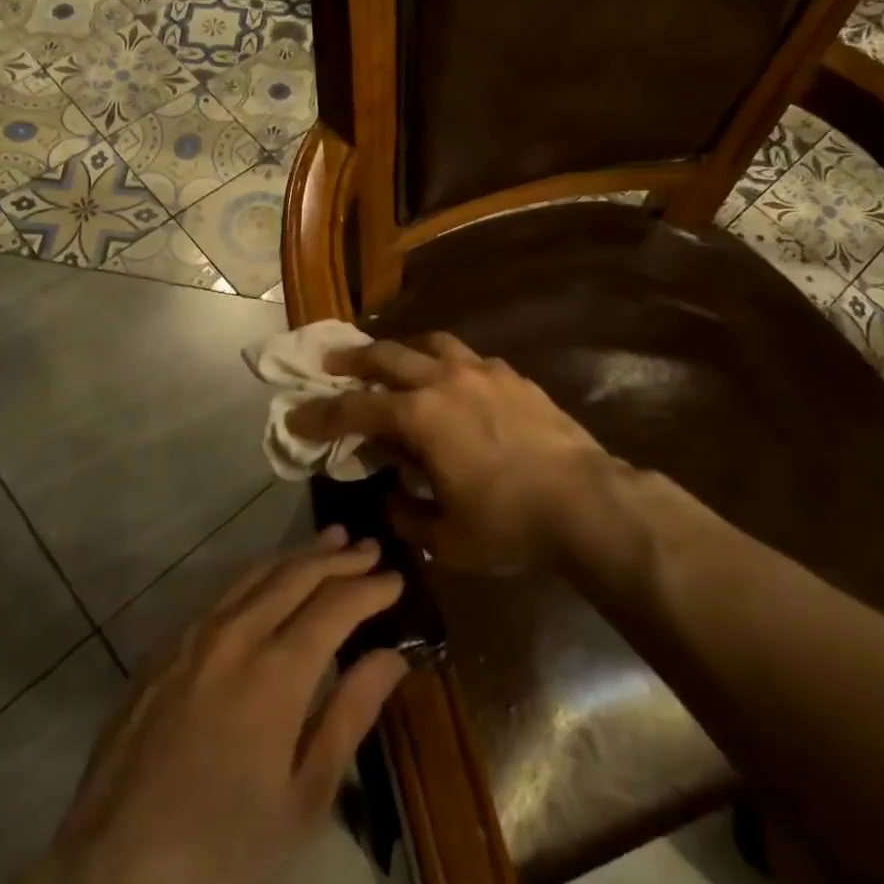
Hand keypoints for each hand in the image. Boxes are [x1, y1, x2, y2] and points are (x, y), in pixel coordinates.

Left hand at [0, 528, 407, 883]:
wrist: (112, 866)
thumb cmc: (222, 843)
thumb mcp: (304, 798)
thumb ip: (350, 715)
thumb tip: (392, 656)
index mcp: (277, 672)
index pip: (337, 605)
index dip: (371, 587)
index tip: (397, 578)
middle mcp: (237, 634)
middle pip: (297, 575)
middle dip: (340, 557)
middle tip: (370, 547)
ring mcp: (195, 634)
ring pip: (257, 573)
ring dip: (298, 554)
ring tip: (330, 540)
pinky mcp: (166, 645)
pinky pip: (223, 592)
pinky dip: (258, 575)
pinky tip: (269, 580)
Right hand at [288, 334, 618, 573]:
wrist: (587, 502)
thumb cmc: (510, 525)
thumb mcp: (447, 539)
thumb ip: (409, 515)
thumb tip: (394, 497)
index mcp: (420, 416)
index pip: (355, 409)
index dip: (320, 414)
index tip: (296, 415)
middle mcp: (445, 381)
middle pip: (387, 356)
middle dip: (353, 359)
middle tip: (332, 362)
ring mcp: (483, 372)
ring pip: (431, 344)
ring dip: (404, 351)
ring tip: (395, 362)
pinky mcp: (514, 376)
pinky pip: (470, 359)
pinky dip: (449, 364)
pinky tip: (455, 383)